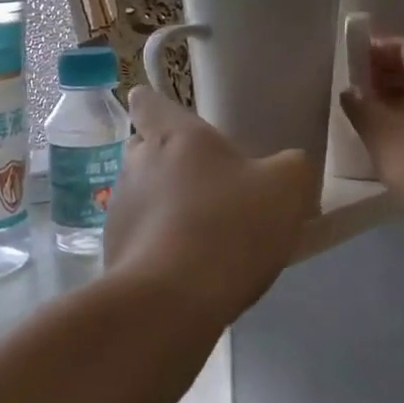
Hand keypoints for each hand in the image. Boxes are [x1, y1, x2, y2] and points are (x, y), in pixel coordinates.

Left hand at [104, 87, 315, 317]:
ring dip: (163, 205)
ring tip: (202, 234)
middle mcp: (136, 163)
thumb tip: (287, 169)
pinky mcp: (112, 250)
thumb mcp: (286, 187)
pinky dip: (157, 244)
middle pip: (144, 149)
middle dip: (168, 161)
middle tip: (207, 184)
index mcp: (172, 134)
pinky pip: (138, 236)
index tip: (177, 124)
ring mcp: (119, 208)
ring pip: (141, 194)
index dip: (158, 108)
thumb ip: (291, 166)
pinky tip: (187, 269)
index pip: (146, 102)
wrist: (172, 301)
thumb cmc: (229, 226)